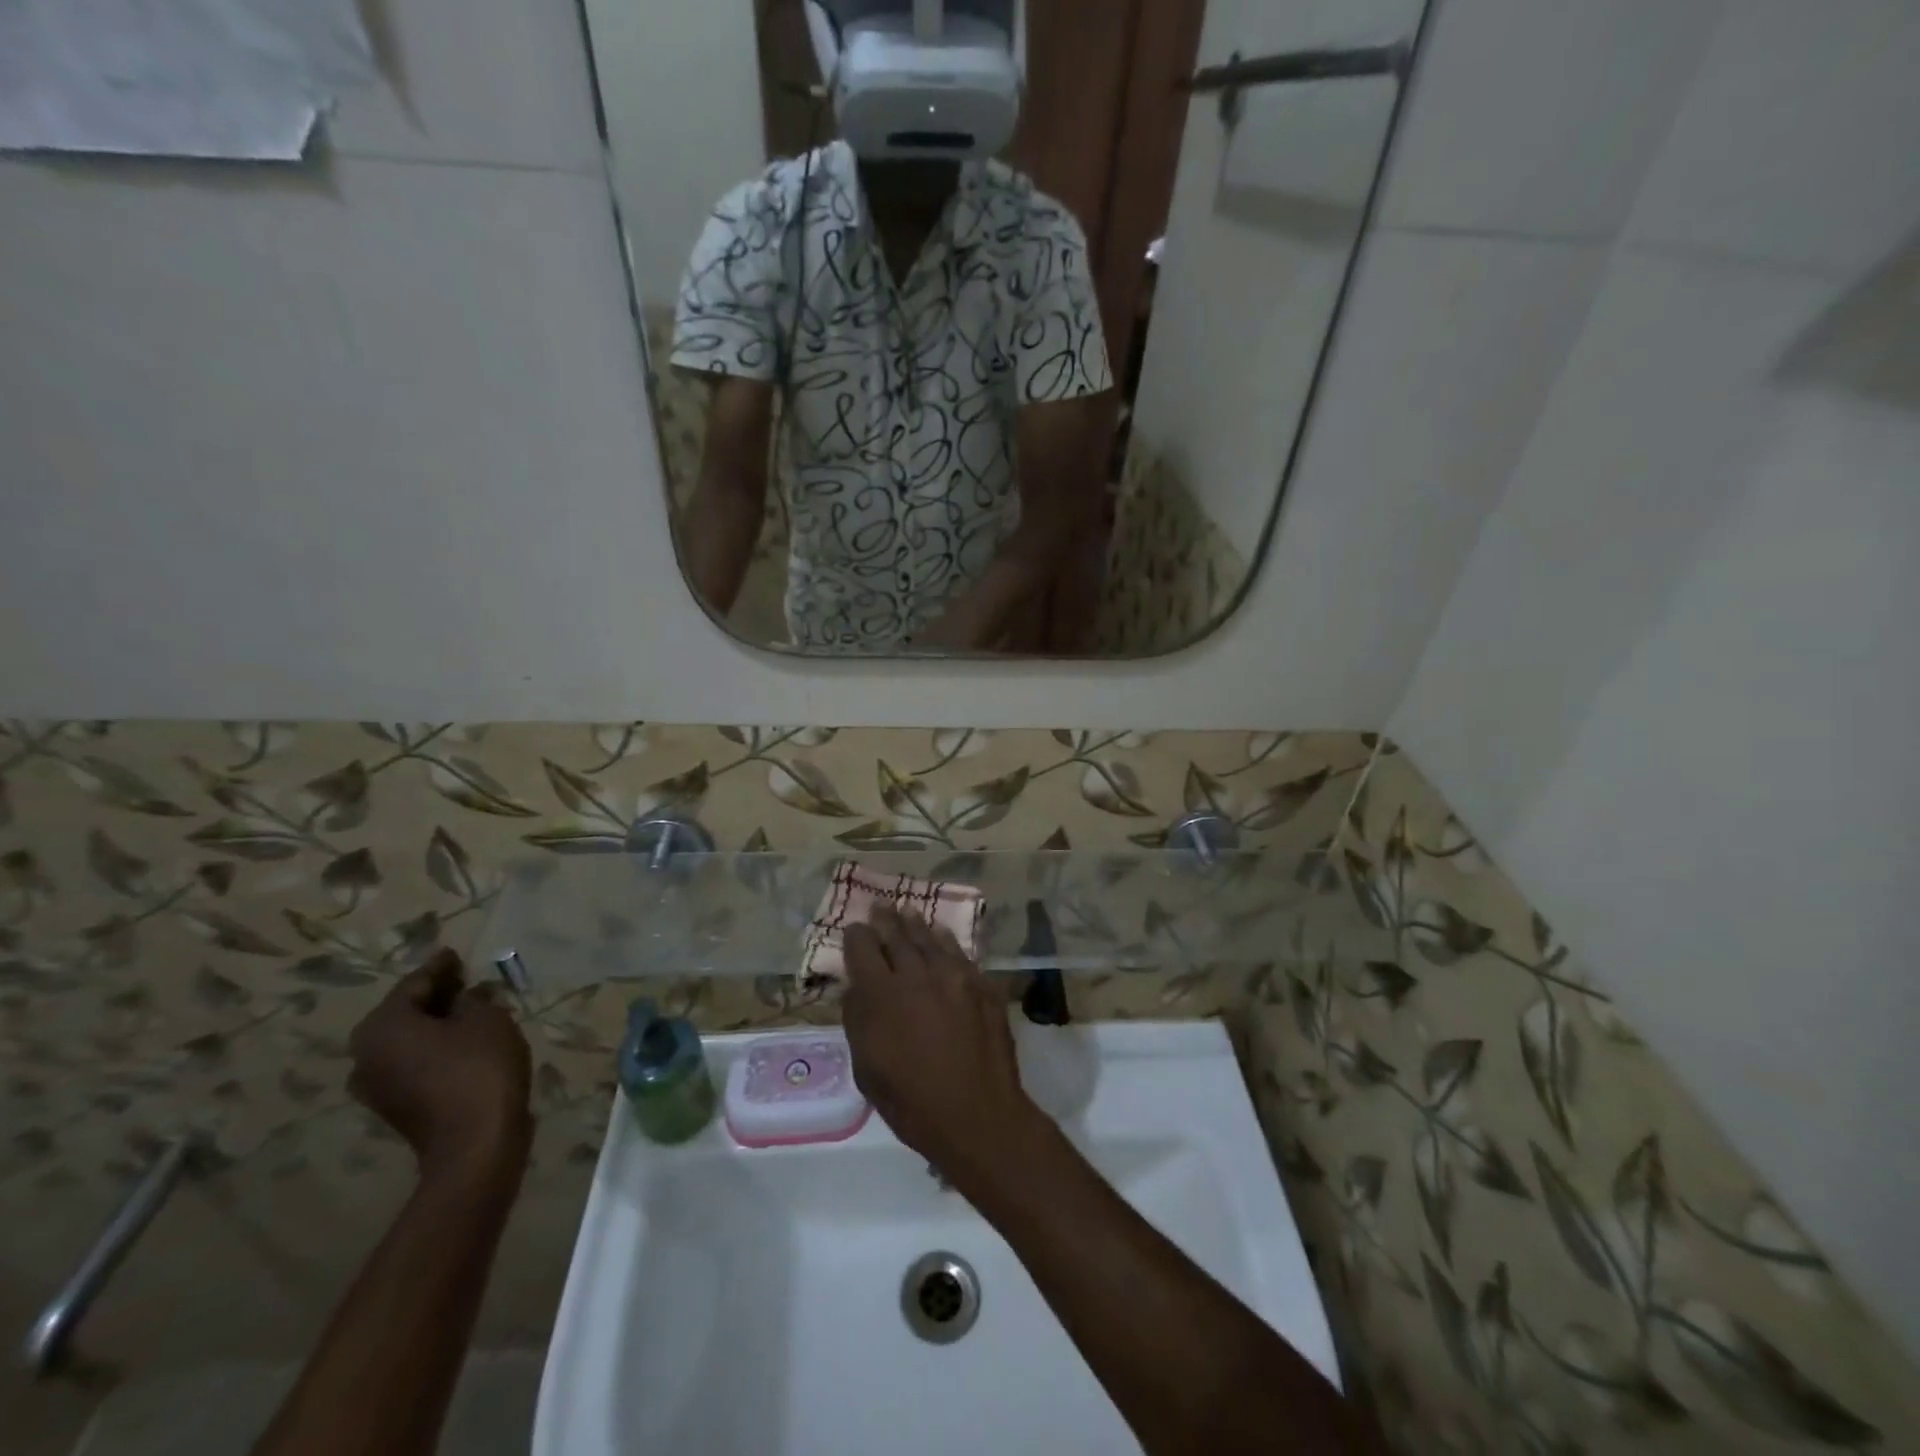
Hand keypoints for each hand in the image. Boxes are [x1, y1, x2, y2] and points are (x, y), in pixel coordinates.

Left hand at [348, 949, 532, 1185]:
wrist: (474, 1143)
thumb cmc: (479, 1069)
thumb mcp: (487, 1019)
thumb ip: (474, 999)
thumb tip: (467, 996)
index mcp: (382, 1027)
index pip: (414, 984)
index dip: (440, 967)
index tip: (456, 953)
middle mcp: (366, 1055)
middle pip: (405, 1013)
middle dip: (436, 995)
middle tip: (465, 979)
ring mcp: (376, 1086)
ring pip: (409, 1039)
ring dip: (437, 1023)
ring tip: (470, 1008)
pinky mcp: (395, 1106)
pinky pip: (414, 1062)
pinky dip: (436, 1046)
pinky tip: (465, 1039)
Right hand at [841, 909, 1042, 1194]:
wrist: (977, 1114)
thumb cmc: (911, 1102)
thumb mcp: (867, 1069)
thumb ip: (858, 1021)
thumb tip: (855, 989)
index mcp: (881, 995)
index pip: (862, 948)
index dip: (856, 936)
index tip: (854, 930)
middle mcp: (916, 975)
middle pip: (897, 935)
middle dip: (885, 920)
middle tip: (880, 906)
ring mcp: (954, 976)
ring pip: (929, 938)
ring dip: (915, 924)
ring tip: (907, 911)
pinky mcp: (981, 984)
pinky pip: (959, 953)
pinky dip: (945, 941)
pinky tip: (941, 934)